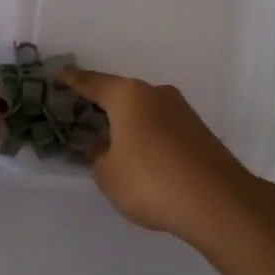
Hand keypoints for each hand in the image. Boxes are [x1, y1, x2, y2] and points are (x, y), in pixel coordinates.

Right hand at [55, 67, 267, 245]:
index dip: (73, 80)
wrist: (216, 200)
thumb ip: (98, 154)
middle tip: (81, 113)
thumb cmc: (150, 182)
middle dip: (102, 104)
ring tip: (111, 141)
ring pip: (144, 110)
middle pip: (121, 94)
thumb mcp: (108, 173)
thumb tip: (102, 143)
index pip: (93, 83)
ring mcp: (181, 110)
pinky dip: (147, 134)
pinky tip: (142, 155)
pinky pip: (161, 125)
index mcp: (129, 96)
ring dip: (127, 122)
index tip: (57, 75)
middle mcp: (156, 94)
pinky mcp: (198, 130)